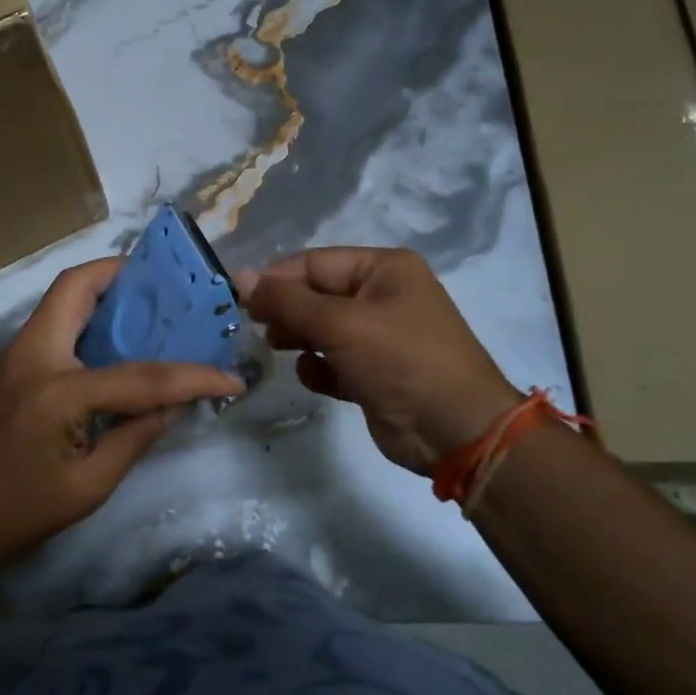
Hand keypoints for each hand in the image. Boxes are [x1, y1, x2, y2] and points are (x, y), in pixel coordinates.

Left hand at [0, 257, 244, 574]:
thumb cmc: (21, 512)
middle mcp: (32, 355)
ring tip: (145, 308)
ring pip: (60, 298)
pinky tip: (110, 342)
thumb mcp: (90, 486)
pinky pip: (52, 322)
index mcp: (57, 391)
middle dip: (122, 275)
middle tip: (165, 289)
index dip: (191, 377)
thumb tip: (175, 405)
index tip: (230, 377)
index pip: (140, 375)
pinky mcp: (8, 365)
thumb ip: (136, 437)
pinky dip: (84, 317)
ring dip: (102, 292)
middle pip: (75, 286)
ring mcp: (14, 355)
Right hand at [241, 247, 519, 474]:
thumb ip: (286, 301)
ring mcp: (379, 336)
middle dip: (286, 310)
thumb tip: (240, 276)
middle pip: (316, 294)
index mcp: (383, 269)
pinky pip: (333, 361)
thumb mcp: (340, 324)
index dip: (276, 278)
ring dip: (298, 338)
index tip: (238, 298)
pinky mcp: (373, 373)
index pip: (315, 263)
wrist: (457, 432)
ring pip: (321, 328)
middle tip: (256, 328)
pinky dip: (318, 368)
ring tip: (276, 349)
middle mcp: (382, 296)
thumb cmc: (401, 360)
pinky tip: (315, 378)